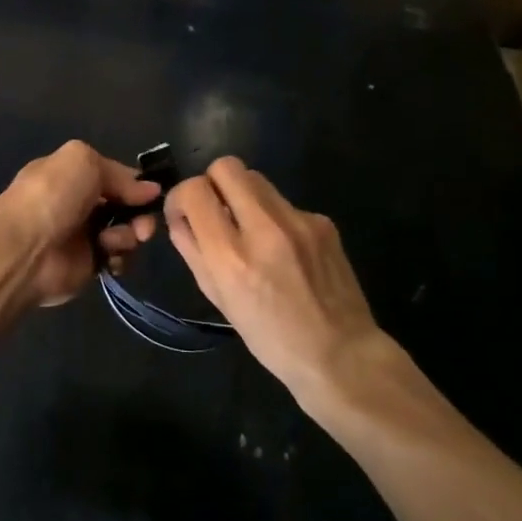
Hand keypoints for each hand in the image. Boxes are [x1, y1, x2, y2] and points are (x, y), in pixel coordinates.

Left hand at [0, 141, 159, 309]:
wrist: (25, 250)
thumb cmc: (52, 196)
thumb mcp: (84, 162)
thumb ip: (119, 173)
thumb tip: (149, 189)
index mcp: (70, 174)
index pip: (111, 174)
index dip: (133, 182)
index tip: (153, 192)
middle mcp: (76, 202)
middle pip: (123, 204)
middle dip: (139, 211)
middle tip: (144, 224)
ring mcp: (82, 235)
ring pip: (125, 230)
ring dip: (130, 233)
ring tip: (116, 240)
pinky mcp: (87, 264)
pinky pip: (117, 257)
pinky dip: (120, 256)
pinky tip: (109, 255)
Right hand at [166, 157, 384, 401]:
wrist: (341, 354)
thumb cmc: (270, 338)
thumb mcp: (218, 299)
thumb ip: (193, 250)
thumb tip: (180, 216)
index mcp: (231, 256)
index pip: (195, 190)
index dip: (182, 196)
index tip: (186, 214)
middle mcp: (264, 228)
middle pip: (227, 167)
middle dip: (213, 183)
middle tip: (217, 212)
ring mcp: (299, 220)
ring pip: (256, 178)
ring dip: (242, 196)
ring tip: (250, 230)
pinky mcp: (323, 221)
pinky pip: (284, 203)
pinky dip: (274, 218)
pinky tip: (285, 250)